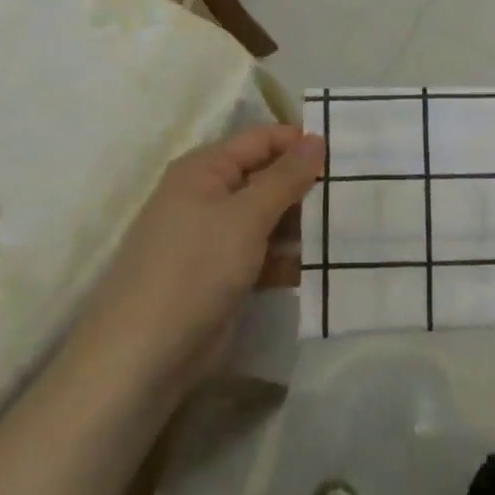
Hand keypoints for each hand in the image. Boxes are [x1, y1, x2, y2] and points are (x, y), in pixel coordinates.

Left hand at [83, 125, 323, 392]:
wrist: (143, 356)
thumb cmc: (195, 268)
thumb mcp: (246, 216)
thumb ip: (286, 177)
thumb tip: (316, 138)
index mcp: (204, 170)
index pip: (260, 140)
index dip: (299, 143)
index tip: (345, 154)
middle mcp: (206, 197)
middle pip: (265, 178)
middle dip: (304, 187)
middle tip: (352, 194)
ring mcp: (212, 239)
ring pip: (266, 219)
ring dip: (300, 226)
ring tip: (345, 229)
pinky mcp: (220, 276)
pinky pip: (261, 254)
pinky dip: (286, 258)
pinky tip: (320, 266)